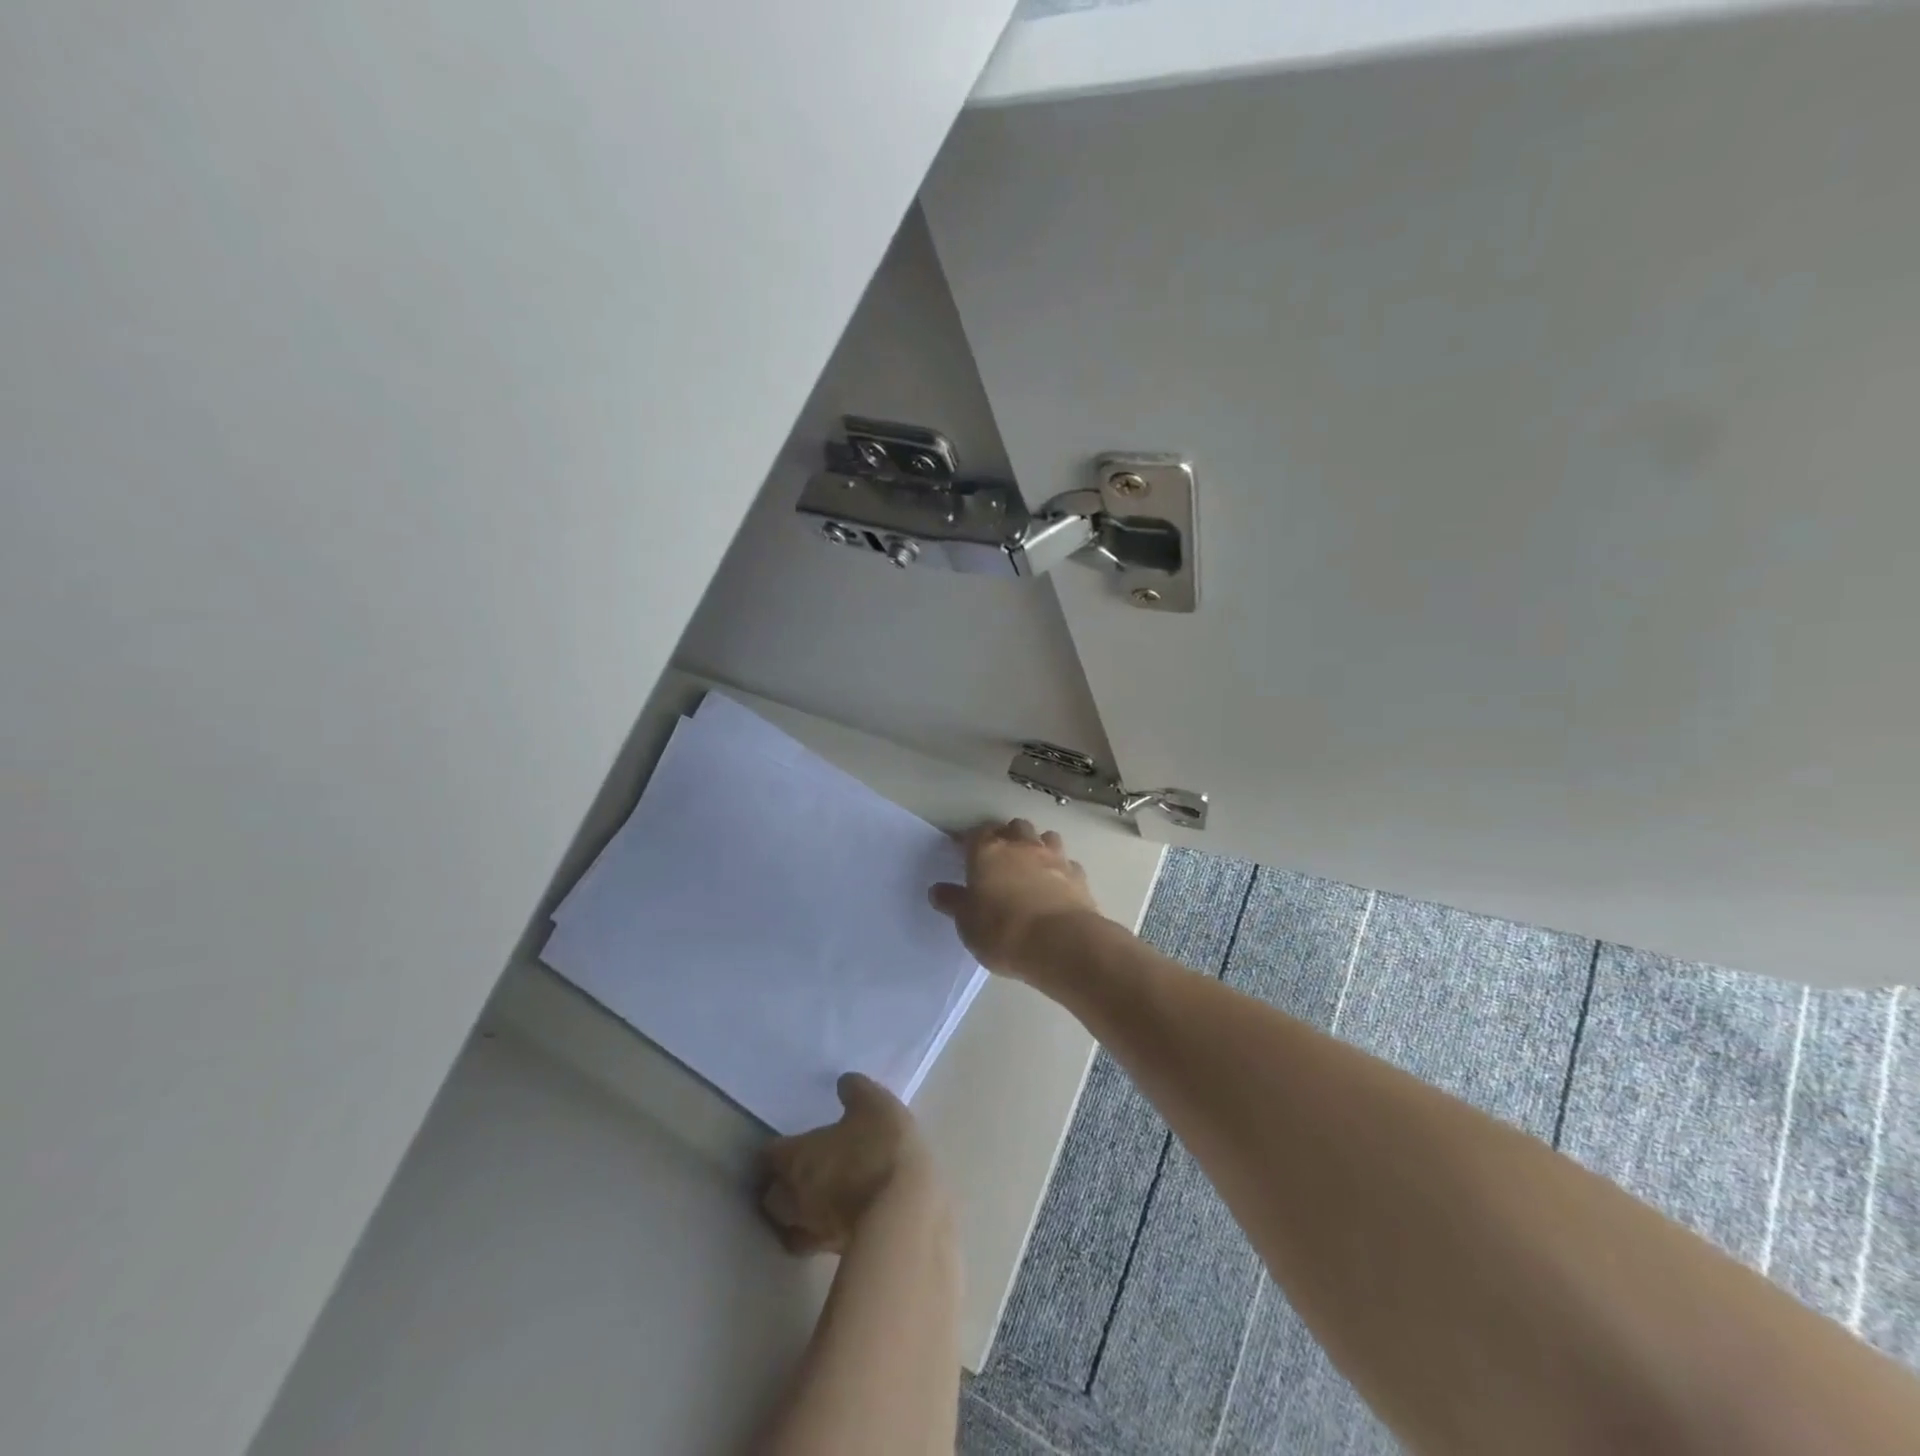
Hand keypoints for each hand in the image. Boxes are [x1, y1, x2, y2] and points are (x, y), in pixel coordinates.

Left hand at [759, 1073, 941, 1254]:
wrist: (905, 1211)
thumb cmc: (881, 1147)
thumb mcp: (873, 1103)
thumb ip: (854, 1090)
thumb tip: (843, 1084)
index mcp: (797, 1158)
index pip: (770, 1155)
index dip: (777, 1148)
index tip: (787, 1142)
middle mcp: (796, 1197)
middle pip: (771, 1196)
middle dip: (778, 1185)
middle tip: (796, 1172)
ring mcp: (815, 1230)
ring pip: (790, 1227)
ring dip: (795, 1216)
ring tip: (813, 1201)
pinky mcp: (837, 1253)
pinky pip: (819, 1243)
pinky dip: (823, 1232)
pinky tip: (841, 1218)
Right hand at [927, 819, 1103, 980]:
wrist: (1061, 943)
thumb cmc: (1002, 932)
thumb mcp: (967, 923)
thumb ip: (954, 903)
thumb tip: (938, 890)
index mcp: (988, 852)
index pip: (976, 833)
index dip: (970, 841)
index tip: (965, 852)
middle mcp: (1021, 846)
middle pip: (1014, 827)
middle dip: (1007, 836)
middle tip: (999, 856)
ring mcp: (1054, 858)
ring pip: (1045, 837)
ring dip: (1038, 845)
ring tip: (1031, 865)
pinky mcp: (1078, 875)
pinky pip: (1067, 863)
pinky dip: (1061, 869)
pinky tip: (1057, 884)